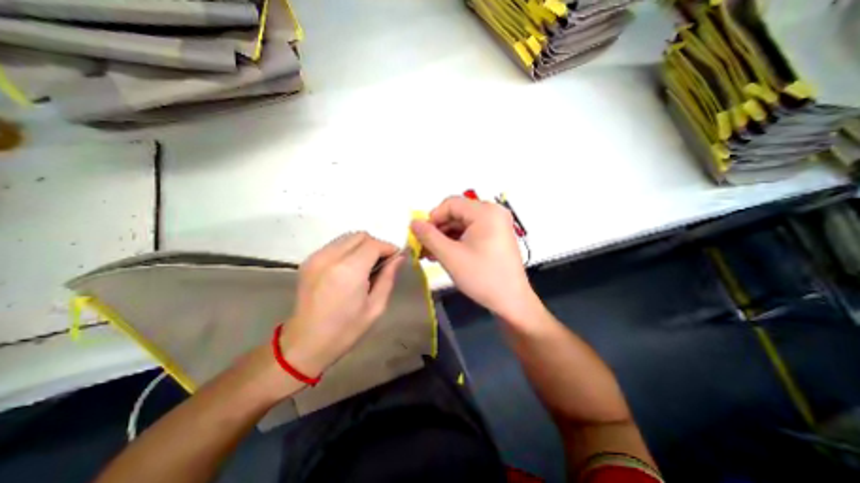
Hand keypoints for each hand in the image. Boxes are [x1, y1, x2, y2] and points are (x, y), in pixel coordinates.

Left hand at [280, 233, 405, 377]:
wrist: (305, 343)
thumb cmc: (345, 330)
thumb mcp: (375, 307)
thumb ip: (388, 277)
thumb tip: (399, 257)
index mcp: (349, 270)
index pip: (374, 244)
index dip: (388, 248)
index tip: (396, 258)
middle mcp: (330, 257)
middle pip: (360, 236)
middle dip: (376, 245)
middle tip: (382, 263)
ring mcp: (317, 257)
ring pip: (348, 238)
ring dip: (362, 246)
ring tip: (367, 266)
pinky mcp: (309, 260)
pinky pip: (336, 245)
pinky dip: (348, 250)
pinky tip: (350, 269)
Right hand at [413, 197, 538, 323]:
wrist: (511, 302)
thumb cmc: (482, 277)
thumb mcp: (450, 256)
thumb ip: (428, 236)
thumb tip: (413, 222)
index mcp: (485, 212)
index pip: (450, 204)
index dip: (432, 218)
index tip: (420, 236)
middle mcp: (493, 212)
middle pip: (457, 213)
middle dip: (438, 230)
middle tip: (423, 247)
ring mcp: (497, 224)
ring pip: (462, 223)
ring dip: (445, 237)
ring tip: (430, 254)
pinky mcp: (497, 235)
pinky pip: (471, 231)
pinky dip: (457, 241)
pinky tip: (445, 254)